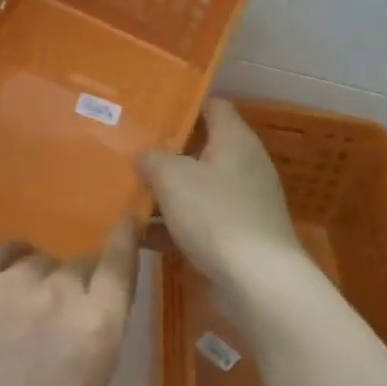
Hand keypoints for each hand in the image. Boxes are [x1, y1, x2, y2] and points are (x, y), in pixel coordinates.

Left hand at [0, 222, 139, 385]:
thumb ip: (94, 331)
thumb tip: (87, 299)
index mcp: (98, 325)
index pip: (118, 261)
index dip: (123, 236)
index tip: (127, 217)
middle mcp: (57, 295)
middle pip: (74, 266)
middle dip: (72, 286)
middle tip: (53, 320)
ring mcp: (7, 287)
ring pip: (35, 261)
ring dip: (35, 279)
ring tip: (18, 313)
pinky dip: (5, 260)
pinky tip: (2, 277)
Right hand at [138, 99, 308, 295]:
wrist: (259, 281)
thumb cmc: (216, 216)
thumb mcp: (173, 178)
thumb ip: (153, 159)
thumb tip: (145, 155)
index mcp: (235, 139)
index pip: (212, 106)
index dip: (183, 105)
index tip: (150, 111)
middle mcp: (244, 164)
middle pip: (202, 147)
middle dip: (166, 152)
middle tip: (130, 152)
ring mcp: (244, 201)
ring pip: (198, 186)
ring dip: (167, 192)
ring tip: (127, 193)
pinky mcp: (239, 233)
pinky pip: (201, 219)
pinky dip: (175, 223)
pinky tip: (143, 235)